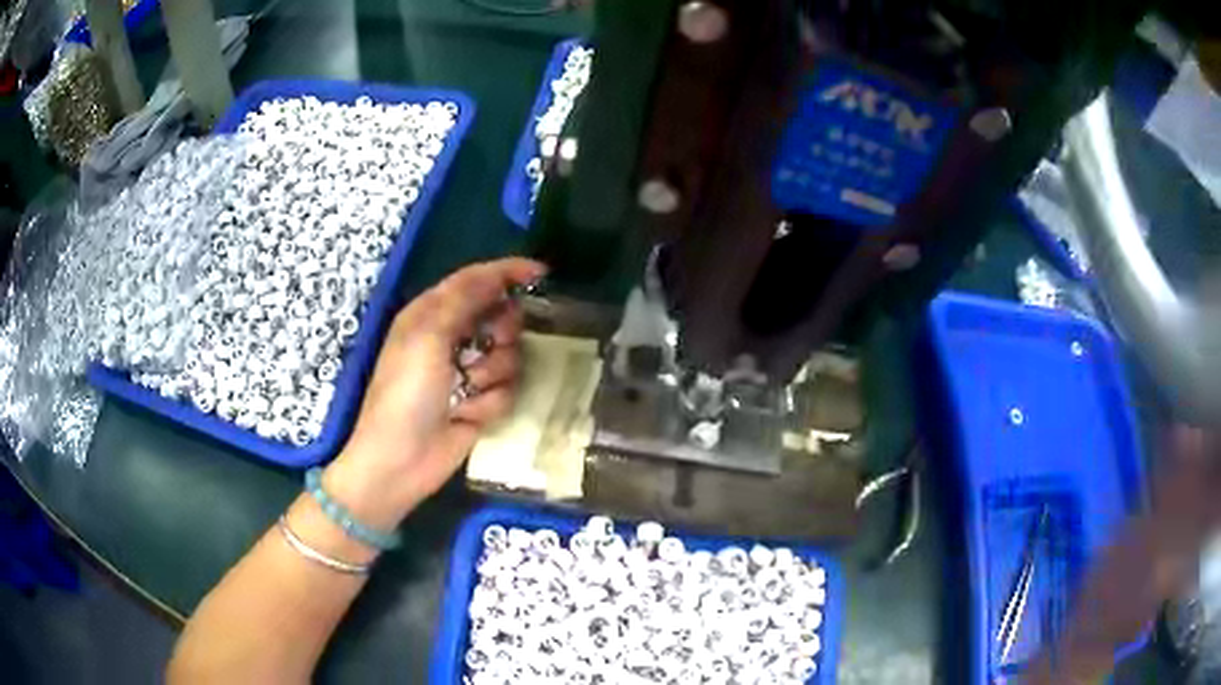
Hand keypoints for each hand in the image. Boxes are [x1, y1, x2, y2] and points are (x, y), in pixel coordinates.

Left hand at [322, 258, 546, 528]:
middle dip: (501, 333)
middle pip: (501, 317)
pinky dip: (489, 402)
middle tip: (489, 345)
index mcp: (432, 313)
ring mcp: (469, 372)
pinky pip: (508, 390)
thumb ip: (463, 299)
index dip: (508, 272)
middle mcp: (453, 337)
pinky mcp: (482, 402)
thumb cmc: (406, 392)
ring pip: (510, 356)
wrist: (401, 460)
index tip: (542, 274)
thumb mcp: (426, 336)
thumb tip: (497, 276)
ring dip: (491, 375)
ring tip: (465, 392)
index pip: (476, 280)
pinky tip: (466, 415)